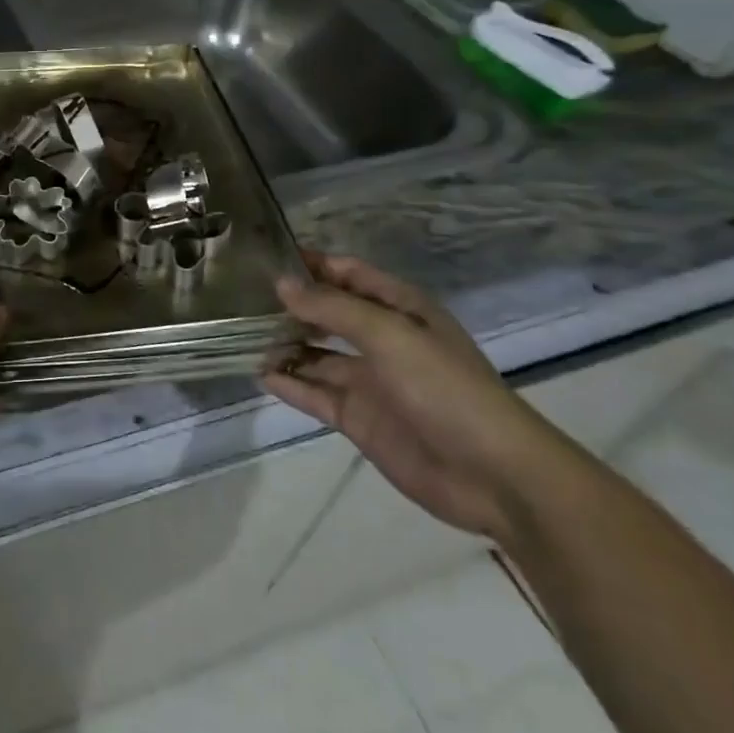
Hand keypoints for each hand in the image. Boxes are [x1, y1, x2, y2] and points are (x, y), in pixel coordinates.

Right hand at [263, 254, 566, 542]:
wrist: (494, 476)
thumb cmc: (445, 388)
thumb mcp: (388, 335)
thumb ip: (332, 308)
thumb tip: (281, 284)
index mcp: (399, 309)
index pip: (348, 273)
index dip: (311, 264)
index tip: (265, 257)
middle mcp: (381, 339)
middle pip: (328, 313)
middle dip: (291, 305)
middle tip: (240, 297)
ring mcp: (369, 381)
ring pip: (316, 354)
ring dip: (284, 345)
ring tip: (239, 335)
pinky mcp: (359, 418)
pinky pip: (315, 393)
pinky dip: (289, 383)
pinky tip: (259, 374)